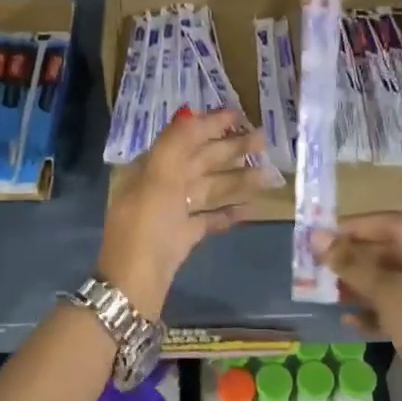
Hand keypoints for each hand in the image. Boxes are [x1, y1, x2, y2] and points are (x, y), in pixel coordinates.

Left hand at [99, 108, 267, 319]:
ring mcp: (169, 213)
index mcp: (149, 168)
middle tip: (263, 140)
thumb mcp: (158, 178)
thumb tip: (193, 112)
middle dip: (230, 149)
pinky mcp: (181, 238)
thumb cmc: (146, 228)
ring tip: (267, 175)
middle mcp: (158, 186)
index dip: (210, 125)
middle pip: (199, 161)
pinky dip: (227, 212)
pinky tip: (250, 209)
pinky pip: (207, 218)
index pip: (183, 138)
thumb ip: (176, 142)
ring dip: (236, 180)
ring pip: (207, 189)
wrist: (134, 287)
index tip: (239, 115)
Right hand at [312, 213, 401, 400]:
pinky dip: (379, 312)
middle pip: (397, 252)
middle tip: (319, 267)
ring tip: (328, 293)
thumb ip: (352, 263)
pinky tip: (350, 322)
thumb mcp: (390, 294)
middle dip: (357, 261)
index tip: (320, 237)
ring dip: (363, 287)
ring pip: (398, 282)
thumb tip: (317, 236)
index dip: (356, 229)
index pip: (396, 224)